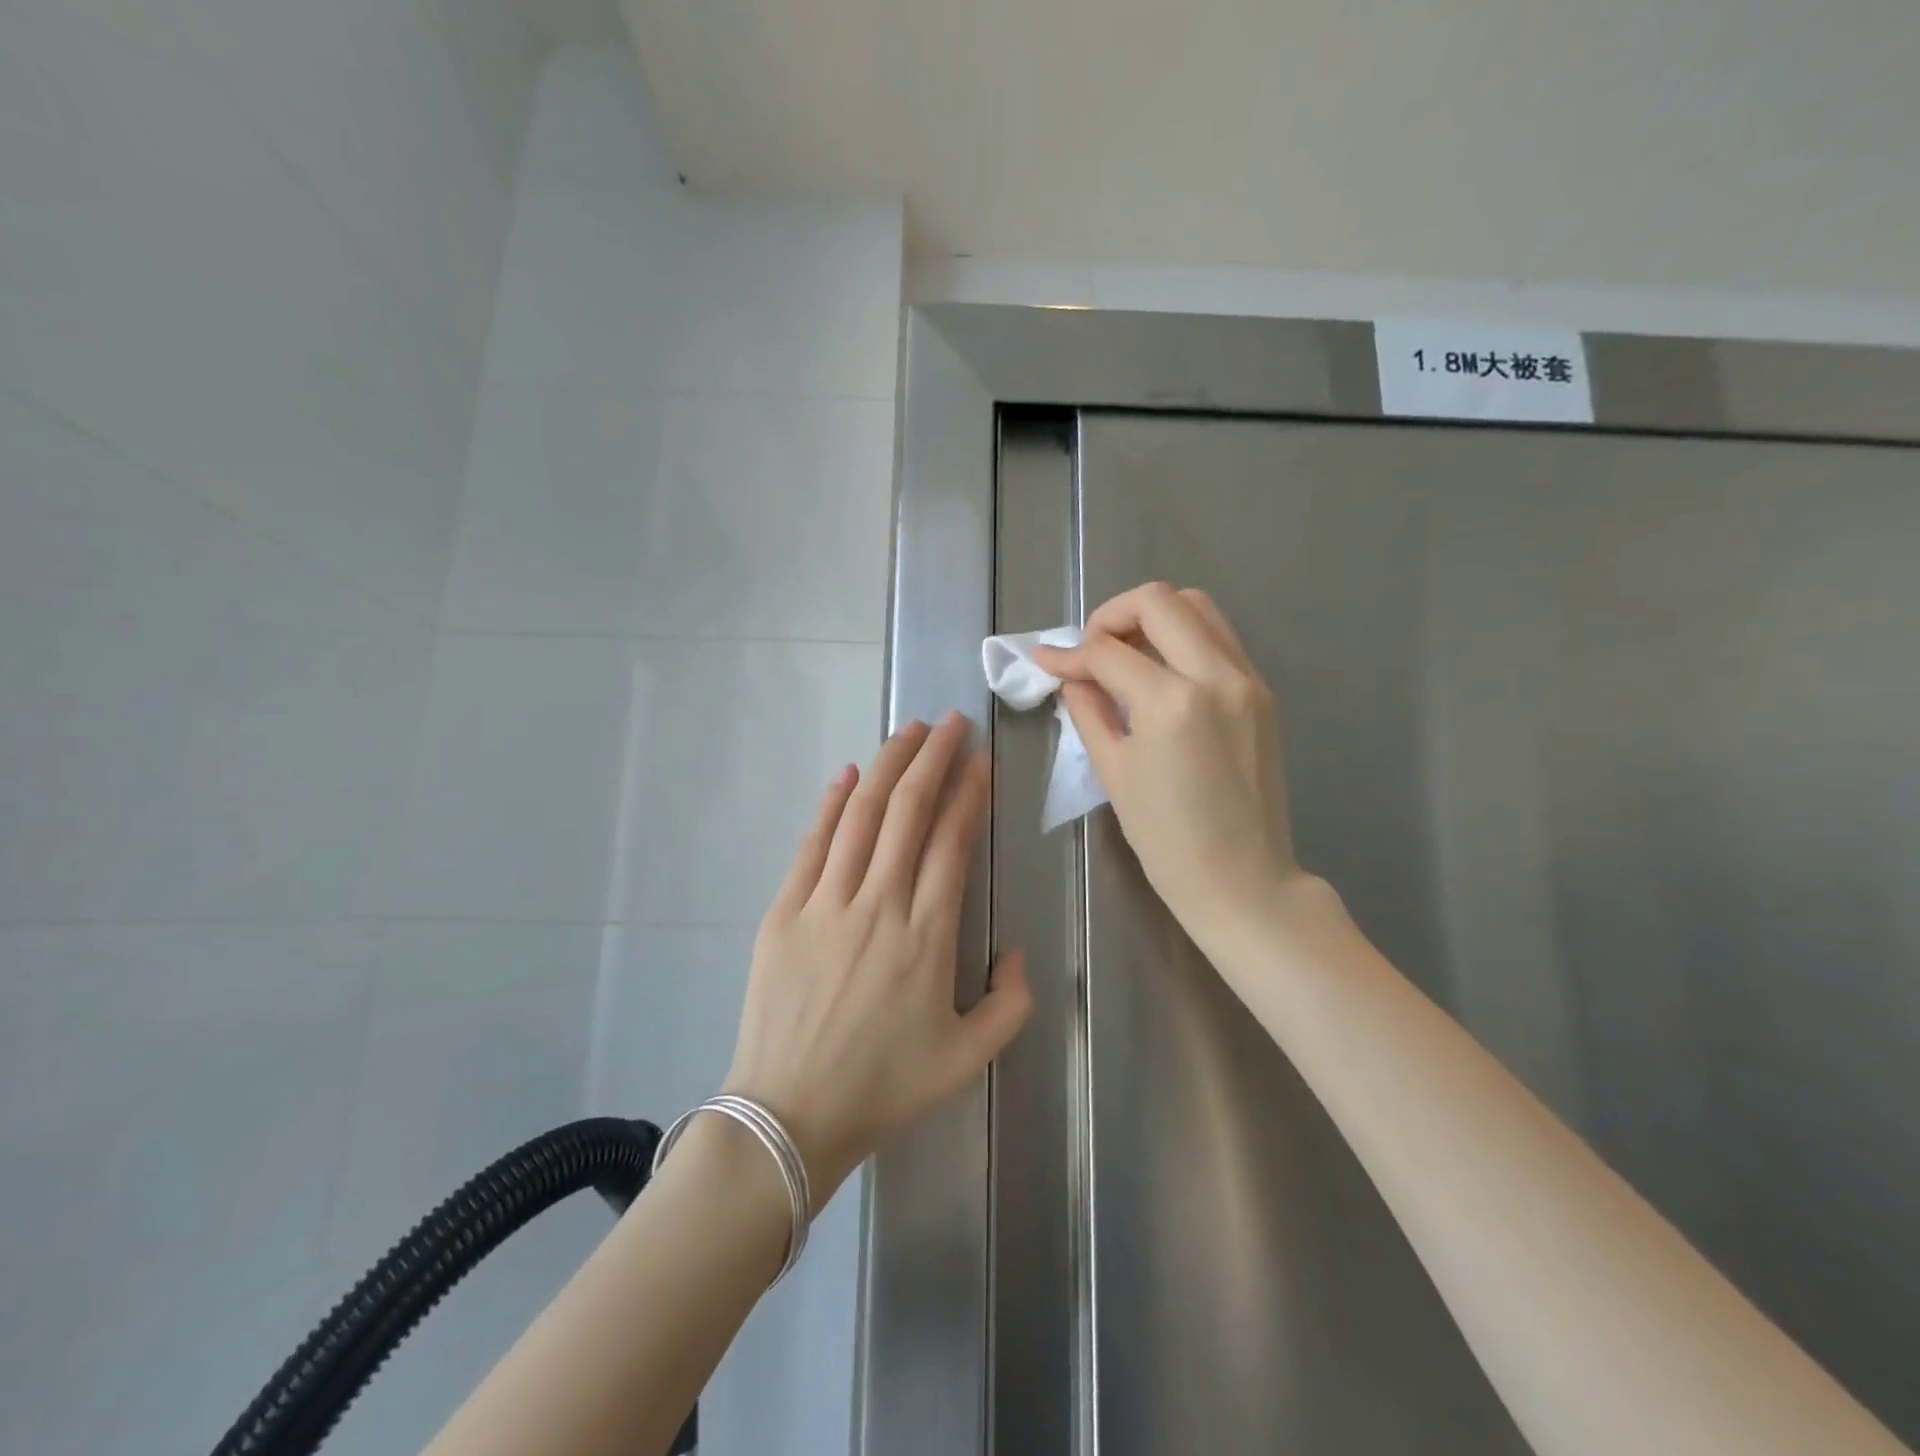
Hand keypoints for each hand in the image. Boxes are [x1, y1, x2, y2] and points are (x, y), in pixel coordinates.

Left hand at [723, 712, 1031, 1206]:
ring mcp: (826, 904)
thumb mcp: (969, 1060)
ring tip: (908, 730)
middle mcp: (879, 904)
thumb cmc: (883, 1089)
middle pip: (908, 811)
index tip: (979, 758)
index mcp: (928, 935)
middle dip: (933, 757)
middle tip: (950, 721)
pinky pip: (813, 845)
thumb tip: (1015, 951)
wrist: (788, 1118)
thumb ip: (1011, 1003)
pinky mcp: (784, 912)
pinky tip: (848, 774)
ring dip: (888, 766)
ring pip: (862, 816)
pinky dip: (832, 804)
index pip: (952, 841)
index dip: (968, 792)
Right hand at [1032, 583, 1302, 941]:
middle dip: (1112, 615)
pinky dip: (1183, 638)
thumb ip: (1088, 712)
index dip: (1068, 654)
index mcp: (1172, 703)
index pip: (1108, 652)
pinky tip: (1160, 673)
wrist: (1243, 880)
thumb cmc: (1167, 840)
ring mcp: (1247, 680)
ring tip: (1124, 655)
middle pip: (1159, 601)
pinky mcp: (1261, 693)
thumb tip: (1071, 677)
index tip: (1044, 661)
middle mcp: (1216, 676)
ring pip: (1198, 608)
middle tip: (1090, 650)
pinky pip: (1219, 638)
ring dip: (1153, 618)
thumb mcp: (1114, 773)